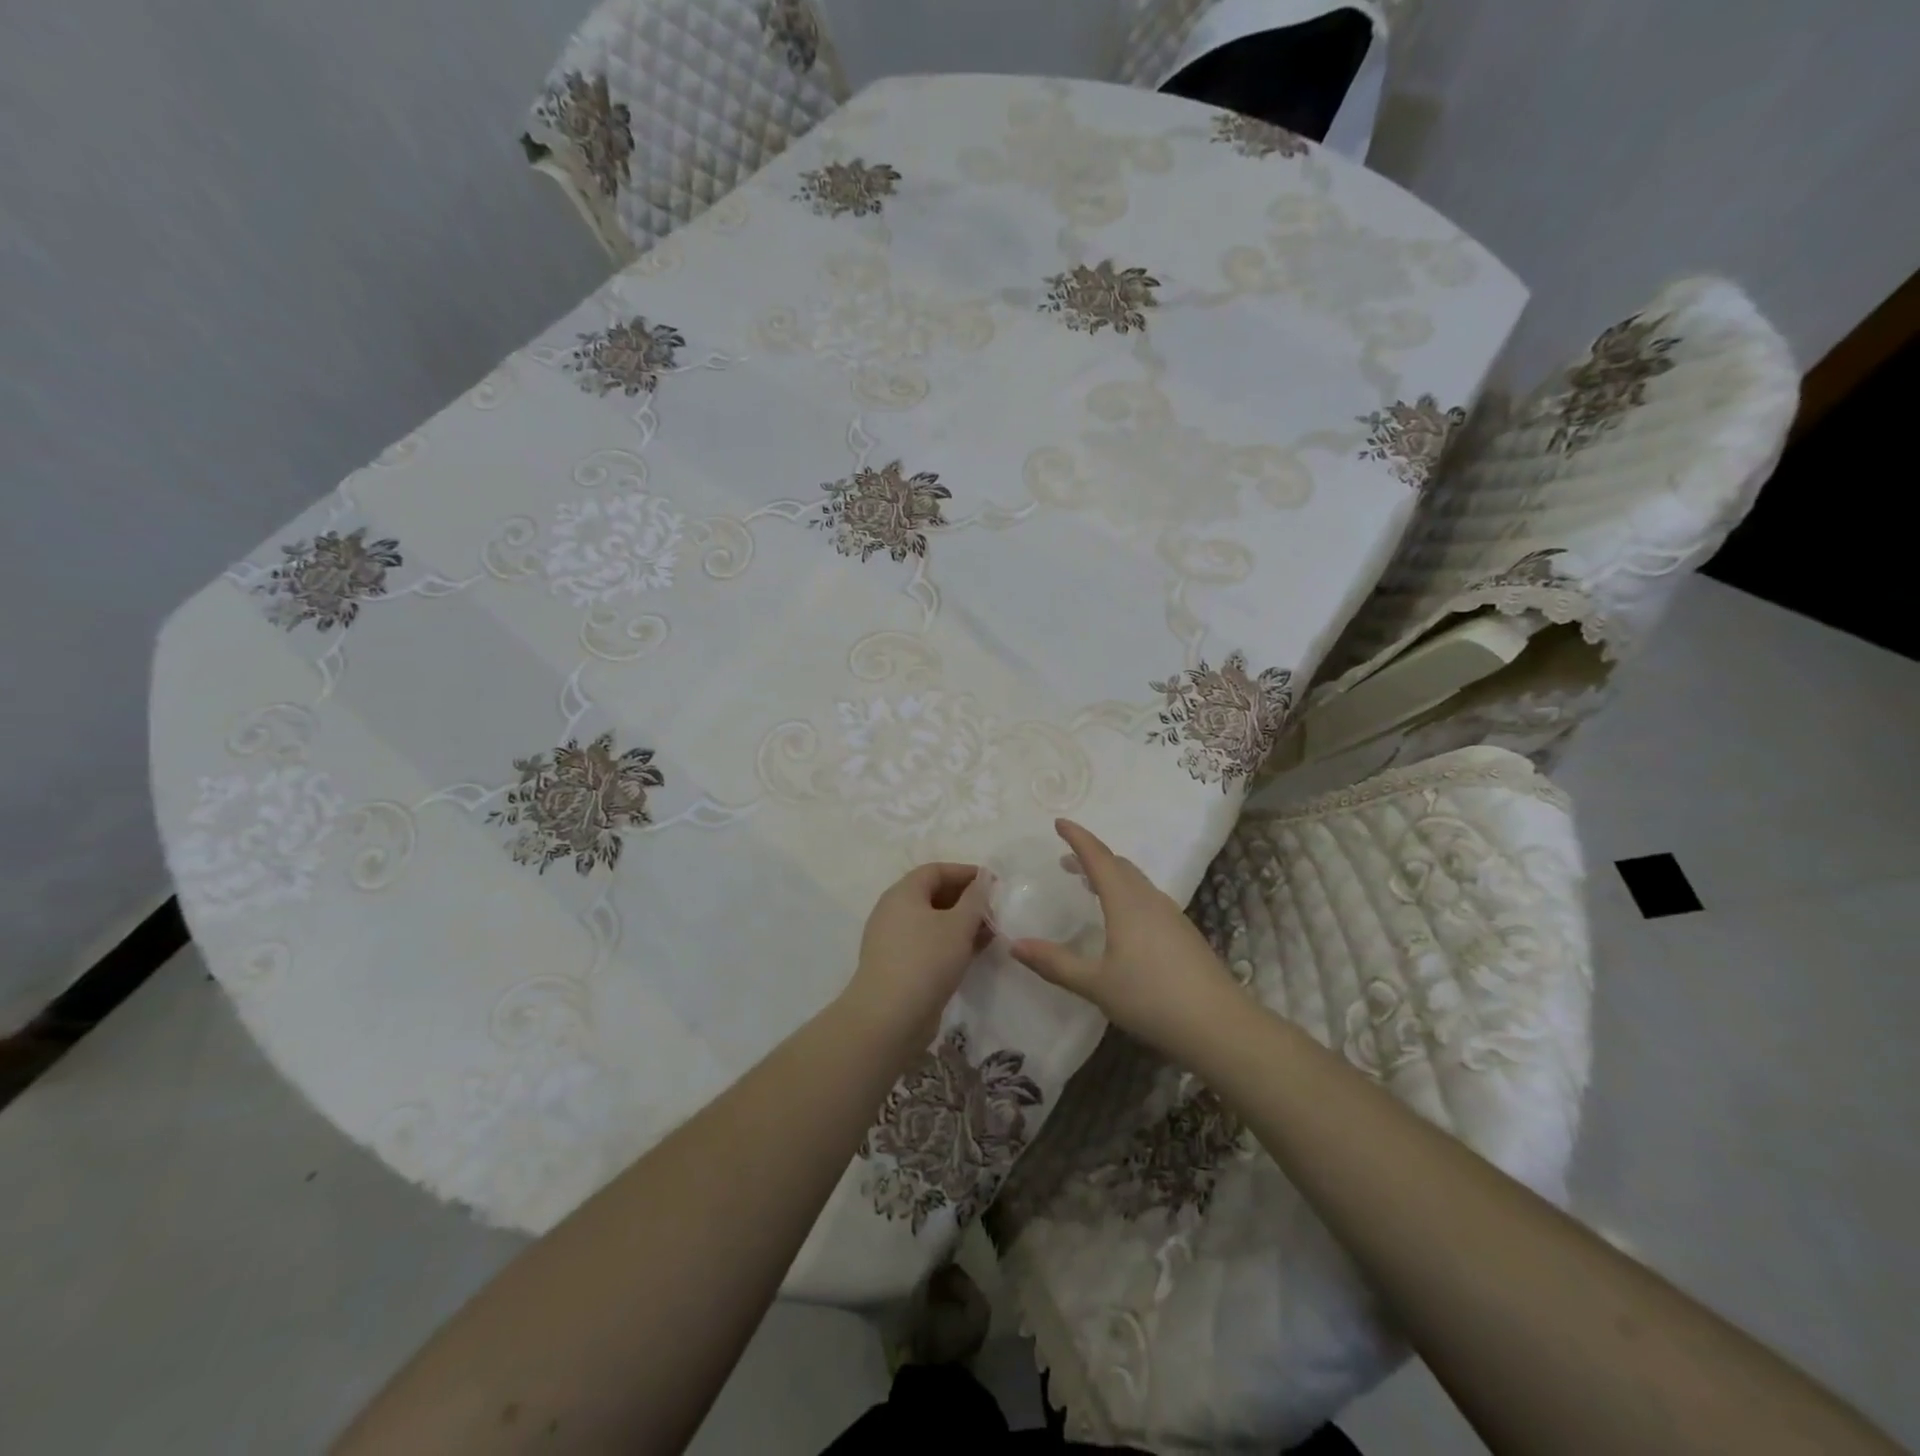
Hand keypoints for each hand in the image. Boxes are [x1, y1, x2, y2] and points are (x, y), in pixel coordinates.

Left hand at [843, 862, 992, 1046]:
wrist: (889, 1018)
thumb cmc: (926, 960)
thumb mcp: (959, 925)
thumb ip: (975, 899)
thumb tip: (982, 879)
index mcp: (903, 893)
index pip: (936, 870)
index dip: (965, 872)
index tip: (992, 883)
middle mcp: (894, 911)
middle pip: (933, 895)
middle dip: (966, 899)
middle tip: (994, 911)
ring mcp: (894, 940)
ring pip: (932, 922)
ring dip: (961, 924)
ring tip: (989, 933)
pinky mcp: (898, 966)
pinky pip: (928, 944)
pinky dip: (951, 943)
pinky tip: (973, 953)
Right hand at [1008, 820, 1238, 1057]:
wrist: (1219, 1025)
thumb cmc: (1151, 998)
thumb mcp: (1095, 984)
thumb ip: (1055, 963)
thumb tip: (1014, 945)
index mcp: (1126, 902)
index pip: (1098, 857)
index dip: (1077, 838)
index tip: (1059, 823)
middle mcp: (1150, 899)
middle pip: (1119, 865)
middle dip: (1092, 857)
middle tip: (1067, 859)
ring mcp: (1171, 915)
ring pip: (1136, 882)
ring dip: (1111, 875)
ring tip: (1089, 885)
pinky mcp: (1183, 934)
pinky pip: (1148, 899)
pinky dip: (1126, 894)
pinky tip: (1122, 920)